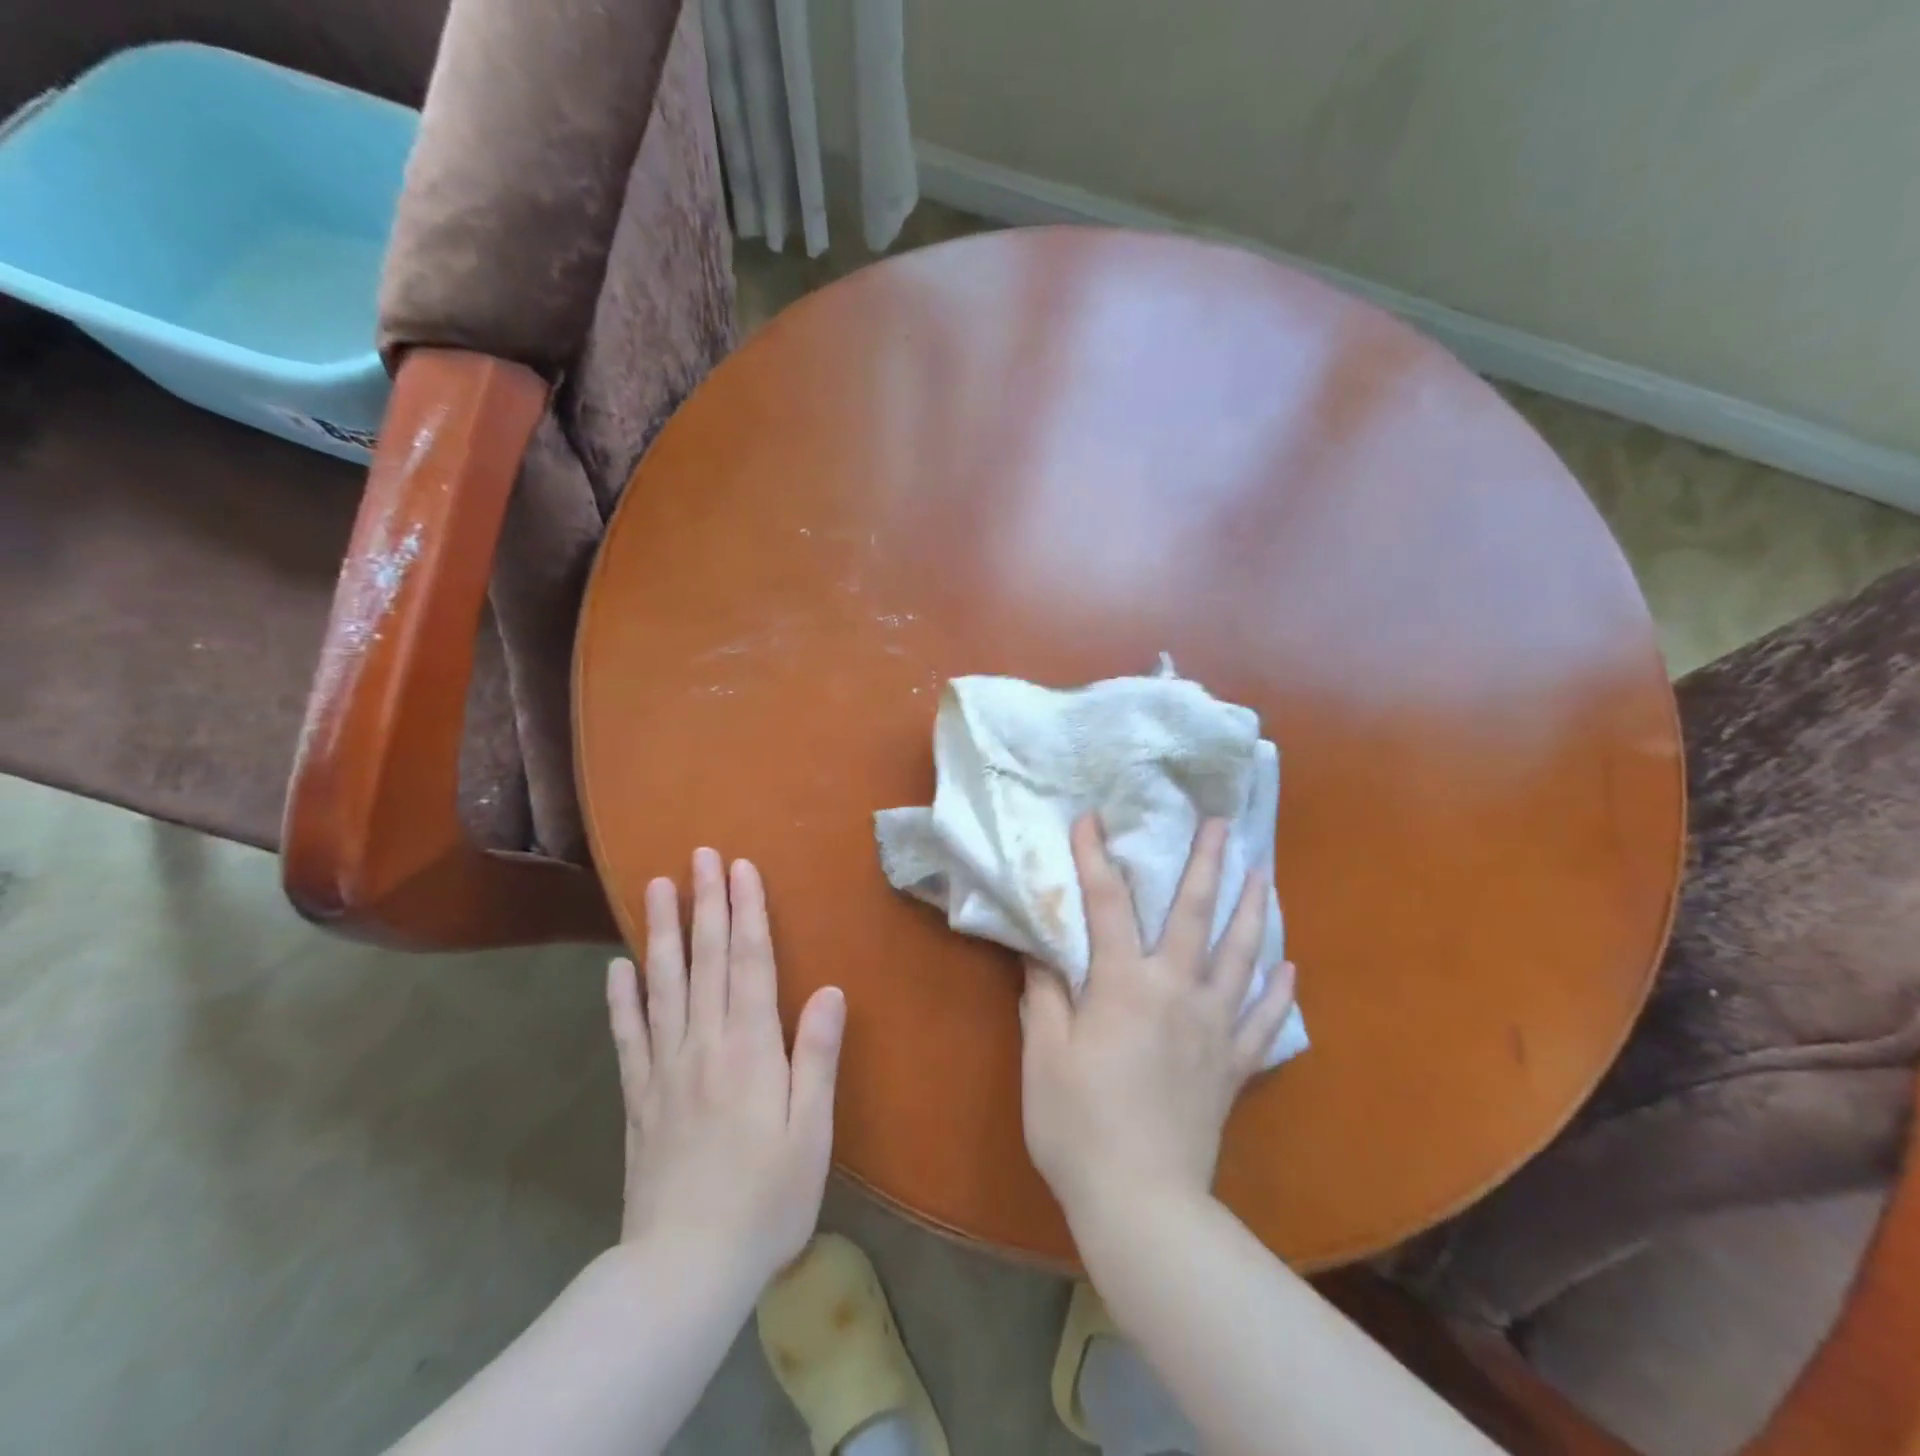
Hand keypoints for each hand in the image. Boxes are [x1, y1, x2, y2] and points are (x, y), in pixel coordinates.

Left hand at [607, 849, 845, 1293]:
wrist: (684, 1269)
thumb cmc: (766, 1198)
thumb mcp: (811, 1131)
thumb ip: (816, 1055)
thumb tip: (828, 989)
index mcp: (750, 1048)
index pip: (748, 963)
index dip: (746, 912)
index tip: (740, 868)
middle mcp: (703, 1044)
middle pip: (704, 960)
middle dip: (705, 903)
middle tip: (699, 855)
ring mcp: (664, 1069)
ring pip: (662, 985)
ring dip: (662, 932)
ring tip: (656, 887)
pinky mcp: (638, 1098)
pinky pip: (628, 1036)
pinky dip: (621, 998)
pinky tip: (616, 968)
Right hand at [1019, 817, 1296, 1223]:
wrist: (1143, 1202)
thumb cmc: (1078, 1124)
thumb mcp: (1044, 1054)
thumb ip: (1043, 993)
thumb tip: (1037, 946)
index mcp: (1124, 983)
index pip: (1107, 904)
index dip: (1094, 857)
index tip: (1090, 819)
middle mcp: (1176, 990)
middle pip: (1195, 914)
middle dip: (1205, 863)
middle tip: (1220, 824)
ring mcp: (1214, 1027)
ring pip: (1241, 955)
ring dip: (1253, 910)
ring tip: (1263, 874)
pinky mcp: (1234, 1065)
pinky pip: (1264, 1020)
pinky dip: (1279, 992)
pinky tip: (1289, 968)